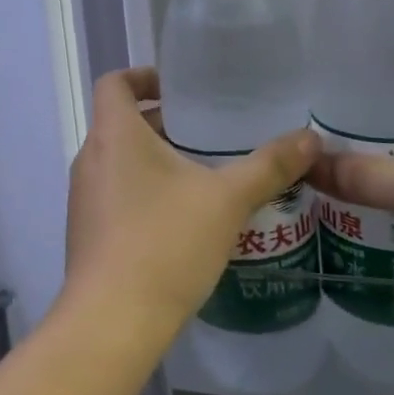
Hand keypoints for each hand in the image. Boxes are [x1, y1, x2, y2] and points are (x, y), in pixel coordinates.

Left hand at [63, 68, 318, 339]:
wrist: (113, 318)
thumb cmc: (166, 243)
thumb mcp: (227, 200)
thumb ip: (269, 166)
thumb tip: (311, 138)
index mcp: (113, 135)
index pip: (114, 83)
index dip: (143, 76)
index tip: (178, 87)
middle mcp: (89, 159)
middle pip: (119, 123)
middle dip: (162, 123)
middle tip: (208, 134)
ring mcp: (82, 198)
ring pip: (118, 162)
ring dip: (154, 160)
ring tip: (203, 175)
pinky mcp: (85, 231)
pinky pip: (114, 194)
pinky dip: (143, 191)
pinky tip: (182, 219)